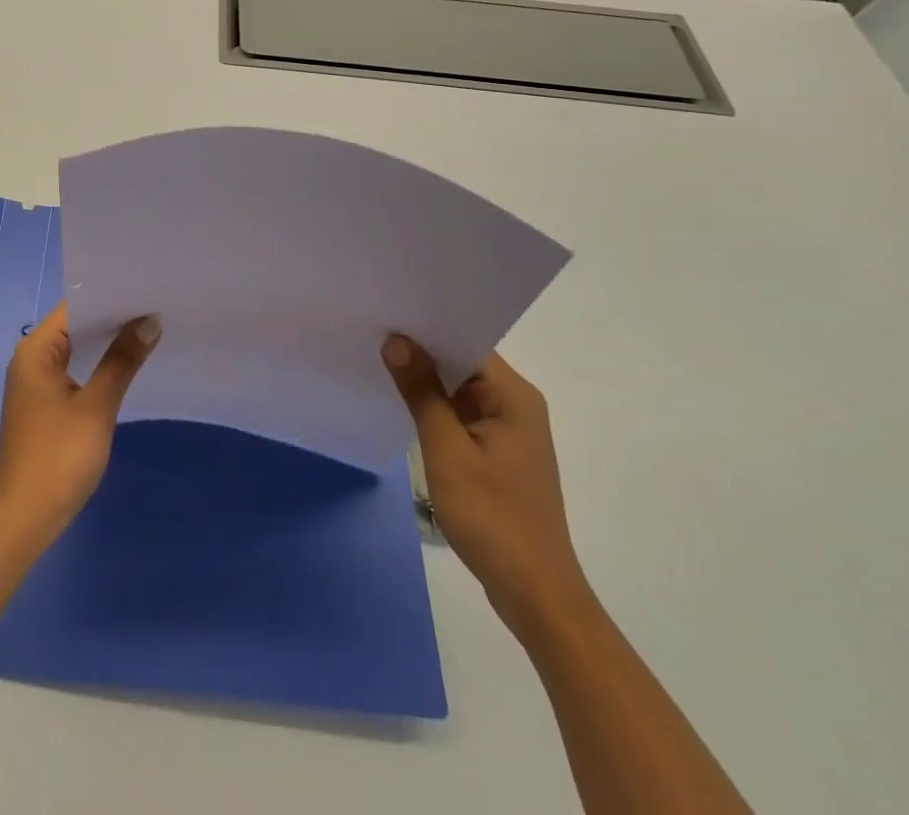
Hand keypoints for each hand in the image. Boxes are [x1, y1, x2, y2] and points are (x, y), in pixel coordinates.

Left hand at [0, 303, 160, 550]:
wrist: (25, 518)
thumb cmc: (59, 457)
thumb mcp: (96, 407)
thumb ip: (121, 361)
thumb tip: (149, 322)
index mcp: (35, 350)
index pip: (75, 306)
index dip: (110, 296)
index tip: (146, 288)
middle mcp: (30, 358)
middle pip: (75, 325)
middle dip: (113, 318)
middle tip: (156, 306)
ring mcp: (35, 382)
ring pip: (75, 348)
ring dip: (106, 342)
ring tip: (149, 328)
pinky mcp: (43, 404)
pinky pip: (73, 369)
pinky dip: (97, 364)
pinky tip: (125, 365)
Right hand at [382, 336, 591, 634]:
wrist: (534, 592)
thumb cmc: (492, 516)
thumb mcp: (447, 450)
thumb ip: (422, 393)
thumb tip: (397, 341)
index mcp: (513, 396)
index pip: (466, 342)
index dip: (427, 329)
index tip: (386, 316)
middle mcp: (517, 404)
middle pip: (464, 363)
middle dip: (422, 352)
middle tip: (373, 334)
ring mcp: (510, 430)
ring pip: (461, 389)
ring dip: (428, 382)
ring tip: (380, 363)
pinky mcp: (501, 453)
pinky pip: (463, 414)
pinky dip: (437, 408)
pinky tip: (404, 406)